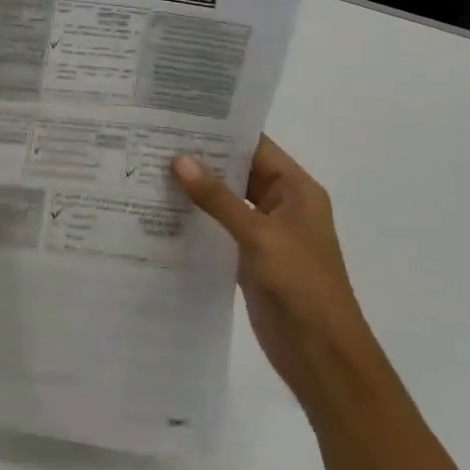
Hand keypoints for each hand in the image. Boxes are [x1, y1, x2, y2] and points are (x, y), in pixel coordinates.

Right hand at [172, 137, 382, 407]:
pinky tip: (161, 210)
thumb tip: (179, 160)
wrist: (321, 354)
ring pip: (226, 200)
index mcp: (296, 190)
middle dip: (200, 157)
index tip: (177, 116)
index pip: (255, 146)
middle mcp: (281, 205)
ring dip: (195, 188)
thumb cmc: (301, 286)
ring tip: (147, 168)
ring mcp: (265, 232)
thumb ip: (218, 199)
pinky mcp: (249, 257)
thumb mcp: (259, 235)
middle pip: (238, 171)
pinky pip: (219, 227)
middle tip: (152, 139)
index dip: (220, 130)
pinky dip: (196, 218)